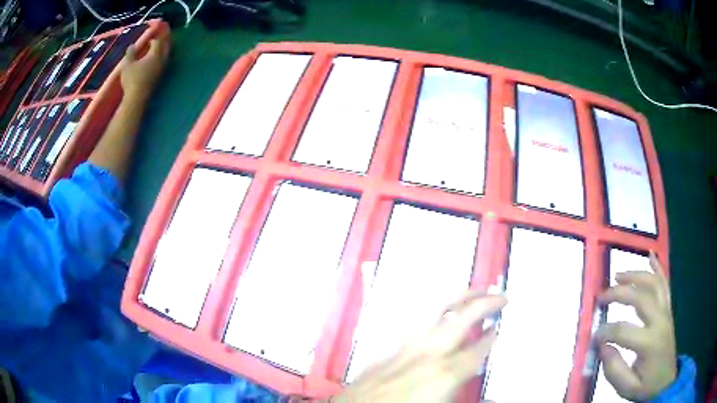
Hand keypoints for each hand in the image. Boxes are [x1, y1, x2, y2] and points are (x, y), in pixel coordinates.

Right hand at [119, 37, 169, 100]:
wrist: (137, 98)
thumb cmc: (131, 80)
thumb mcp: (127, 65)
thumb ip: (130, 53)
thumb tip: (132, 45)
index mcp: (155, 54)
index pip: (157, 42)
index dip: (153, 40)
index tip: (148, 41)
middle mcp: (162, 60)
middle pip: (166, 47)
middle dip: (162, 44)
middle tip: (156, 43)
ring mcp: (162, 70)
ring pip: (166, 56)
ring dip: (163, 52)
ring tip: (156, 52)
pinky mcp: (161, 78)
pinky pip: (164, 65)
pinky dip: (161, 61)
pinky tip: (155, 64)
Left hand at [334, 292, 505, 401]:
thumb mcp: (441, 402)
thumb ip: (460, 386)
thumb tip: (480, 382)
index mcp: (445, 372)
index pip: (478, 348)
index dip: (492, 337)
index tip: (500, 327)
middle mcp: (429, 351)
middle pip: (464, 317)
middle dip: (486, 303)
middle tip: (501, 297)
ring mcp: (407, 343)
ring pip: (437, 307)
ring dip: (460, 295)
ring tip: (474, 291)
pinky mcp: (390, 344)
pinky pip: (416, 316)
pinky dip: (433, 306)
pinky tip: (438, 306)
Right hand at [596, 252, 676, 400]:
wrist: (665, 381)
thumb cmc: (646, 387)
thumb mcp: (627, 388)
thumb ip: (614, 370)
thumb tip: (602, 347)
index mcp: (649, 342)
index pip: (623, 330)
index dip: (605, 331)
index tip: (593, 336)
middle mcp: (660, 320)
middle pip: (640, 297)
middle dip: (618, 293)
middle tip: (601, 296)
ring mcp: (666, 312)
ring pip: (653, 283)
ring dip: (636, 275)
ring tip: (618, 275)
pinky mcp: (668, 310)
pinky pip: (664, 284)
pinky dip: (658, 267)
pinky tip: (651, 255)